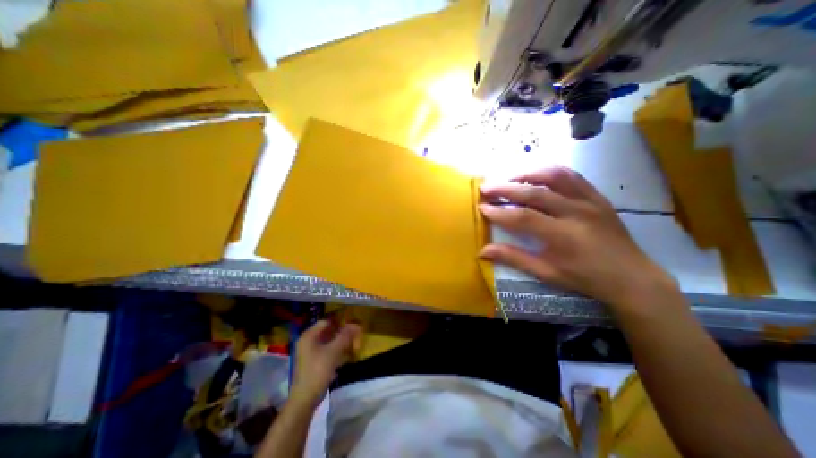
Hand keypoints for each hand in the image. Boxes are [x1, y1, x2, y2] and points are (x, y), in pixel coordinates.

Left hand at [290, 319, 358, 405]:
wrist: (305, 399)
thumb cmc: (318, 371)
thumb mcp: (334, 351)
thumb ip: (345, 336)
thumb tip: (356, 324)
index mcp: (309, 336)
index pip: (327, 322)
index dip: (340, 322)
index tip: (352, 326)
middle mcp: (307, 341)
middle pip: (328, 331)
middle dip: (342, 333)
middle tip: (354, 337)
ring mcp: (309, 352)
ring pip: (328, 341)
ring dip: (340, 342)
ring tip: (352, 346)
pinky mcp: (313, 362)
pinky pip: (326, 351)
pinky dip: (336, 351)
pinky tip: (345, 356)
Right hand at [479, 167, 675, 313]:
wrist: (631, 277)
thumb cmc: (584, 278)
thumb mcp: (546, 272)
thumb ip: (513, 258)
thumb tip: (483, 251)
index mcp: (563, 236)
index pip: (523, 217)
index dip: (499, 212)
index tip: (482, 207)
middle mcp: (577, 212)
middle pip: (535, 192)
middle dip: (506, 189)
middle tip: (486, 187)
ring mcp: (590, 201)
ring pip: (555, 176)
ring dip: (528, 174)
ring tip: (510, 179)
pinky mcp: (597, 196)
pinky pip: (572, 175)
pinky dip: (550, 172)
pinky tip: (537, 176)